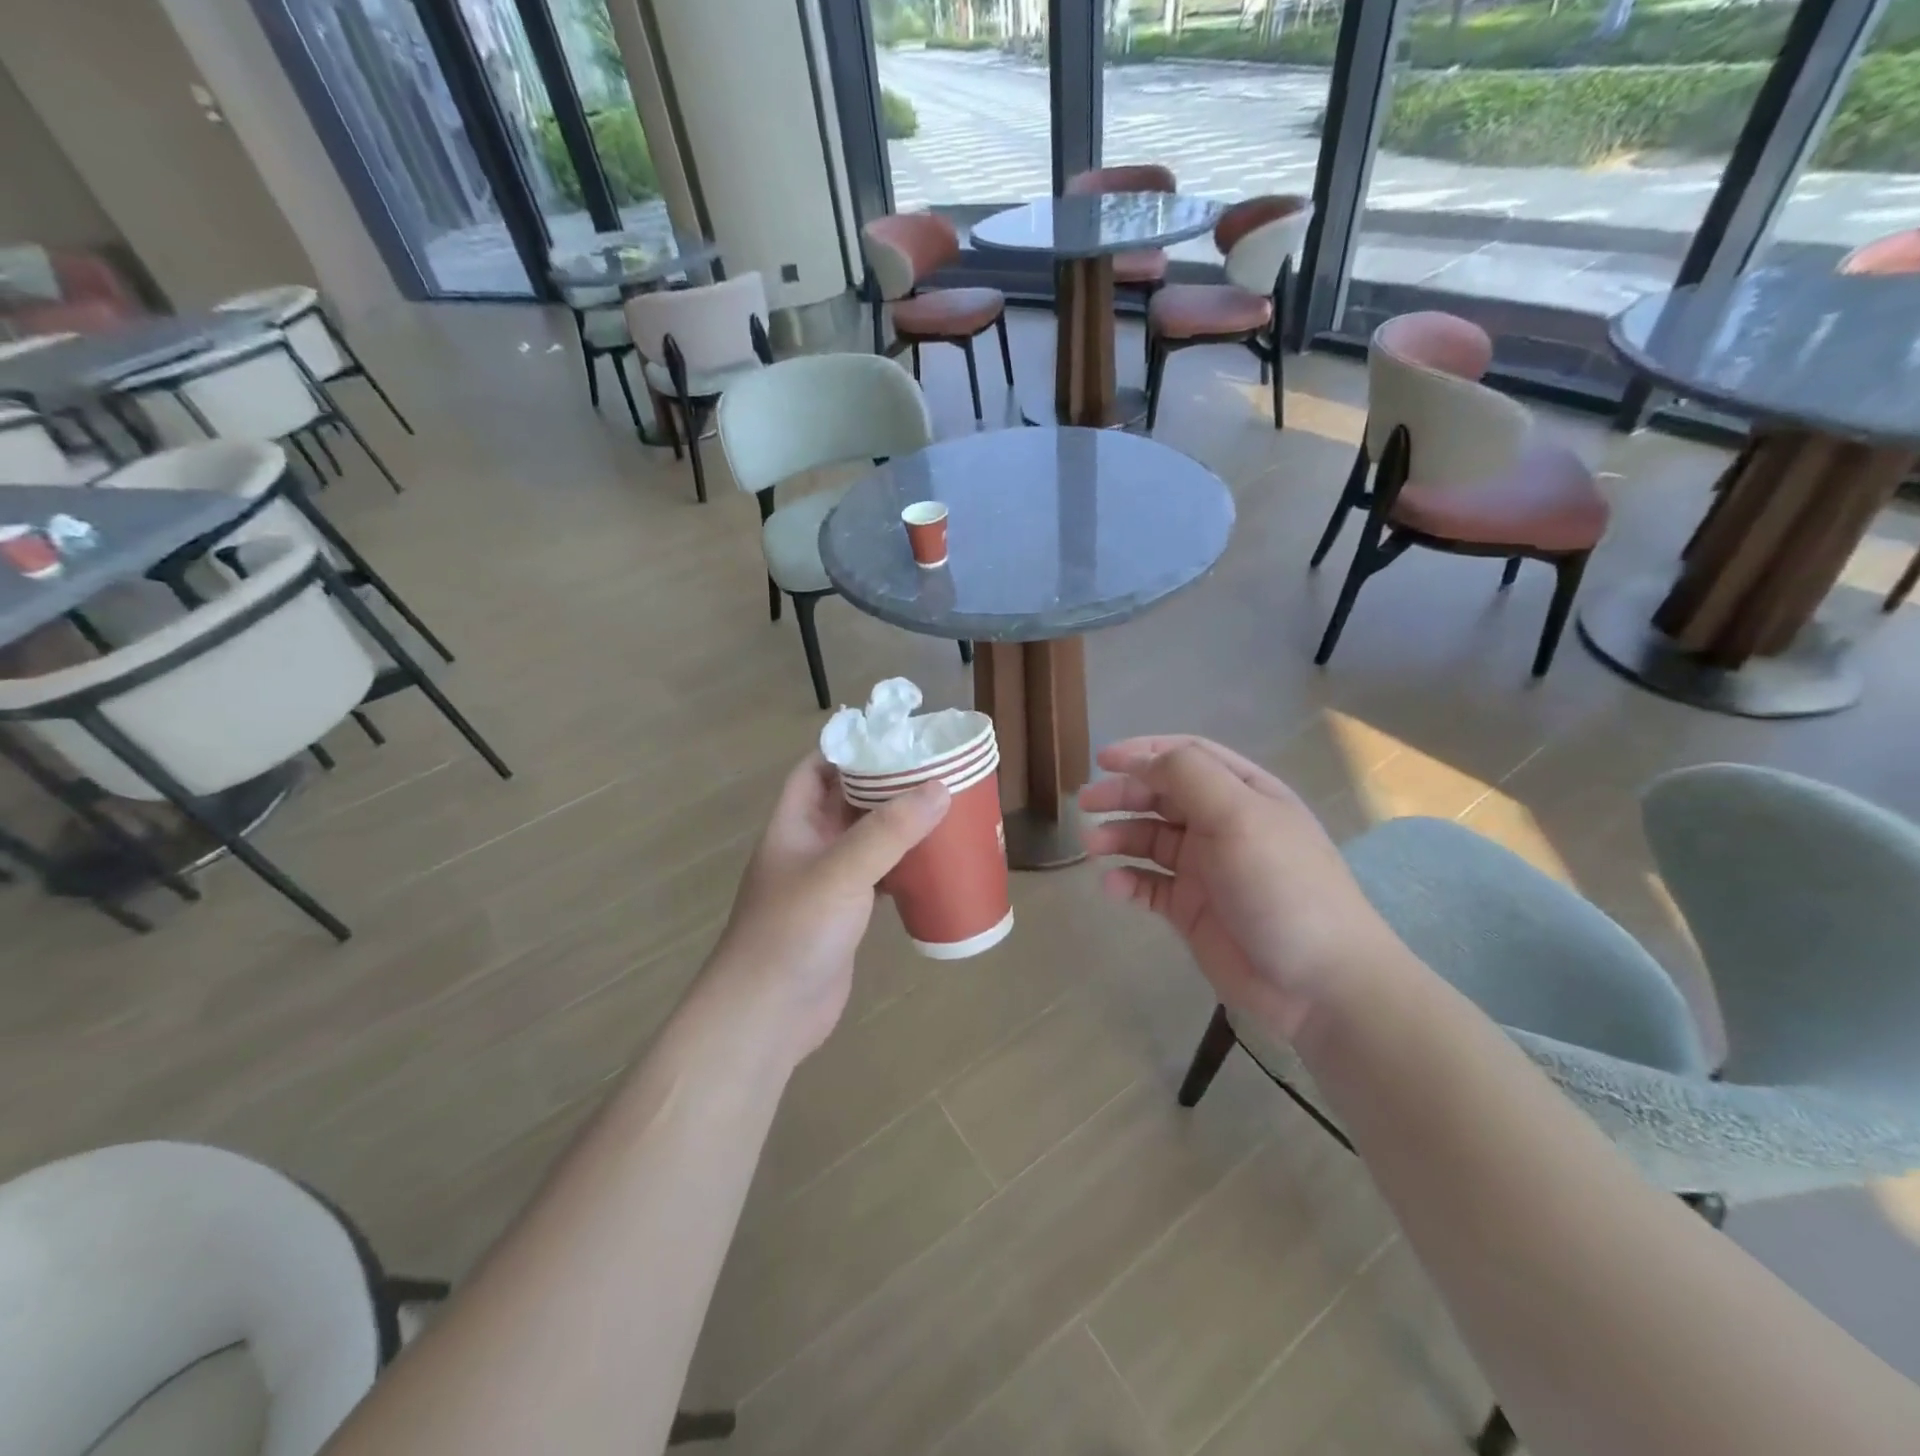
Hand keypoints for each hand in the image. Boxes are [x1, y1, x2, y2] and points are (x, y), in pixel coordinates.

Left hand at [707, 754, 948, 1062]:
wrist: (767, 1016)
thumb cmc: (793, 932)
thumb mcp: (841, 872)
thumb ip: (889, 831)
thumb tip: (940, 788)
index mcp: (794, 825)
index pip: (816, 770)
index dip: (848, 749)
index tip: (895, 738)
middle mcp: (809, 848)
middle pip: (848, 802)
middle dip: (886, 785)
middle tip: (934, 771)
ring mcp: (827, 884)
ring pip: (867, 841)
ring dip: (899, 827)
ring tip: (944, 809)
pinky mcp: (845, 916)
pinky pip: (878, 877)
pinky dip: (903, 867)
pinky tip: (934, 863)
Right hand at [1079, 736, 1401, 1043]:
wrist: (1318, 982)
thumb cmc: (1282, 885)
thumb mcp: (1239, 816)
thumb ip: (1189, 776)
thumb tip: (1142, 761)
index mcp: (1244, 793)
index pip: (1188, 756)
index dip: (1144, 752)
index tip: (1103, 760)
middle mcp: (1223, 824)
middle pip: (1162, 796)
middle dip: (1123, 794)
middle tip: (1086, 803)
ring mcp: (1206, 868)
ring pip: (1150, 840)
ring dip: (1119, 836)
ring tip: (1091, 846)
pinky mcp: (1192, 909)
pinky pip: (1149, 886)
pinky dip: (1127, 882)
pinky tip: (1113, 887)